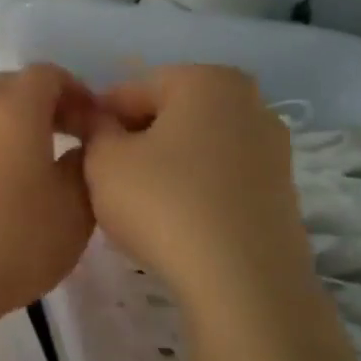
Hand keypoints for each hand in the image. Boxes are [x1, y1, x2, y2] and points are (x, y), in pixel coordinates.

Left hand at [0, 65, 96, 330]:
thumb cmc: (12, 241)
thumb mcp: (74, 209)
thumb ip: (85, 167)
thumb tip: (80, 149)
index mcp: (12, 109)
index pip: (46, 74)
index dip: (77, 92)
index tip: (94, 125)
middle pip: (9, 89)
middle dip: (43, 105)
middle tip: (68, 139)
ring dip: (10, 128)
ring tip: (32, 168)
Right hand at [82, 65, 311, 310]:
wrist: (241, 280)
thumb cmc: (163, 203)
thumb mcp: (103, 160)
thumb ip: (93, 128)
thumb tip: (95, 119)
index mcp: (206, 80)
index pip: (130, 90)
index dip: (97, 121)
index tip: (79, 153)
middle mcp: (249, 102)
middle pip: (168, 115)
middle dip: (134, 141)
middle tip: (104, 180)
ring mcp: (272, 147)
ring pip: (194, 148)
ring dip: (162, 167)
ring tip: (137, 206)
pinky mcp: (280, 191)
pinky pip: (218, 178)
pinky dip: (192, 191)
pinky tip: (173, 223)